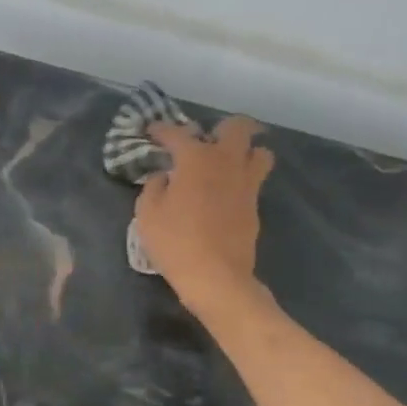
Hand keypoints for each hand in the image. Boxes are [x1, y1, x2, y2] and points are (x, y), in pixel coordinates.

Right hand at [135, 117, 273, 313]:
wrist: (216, 277)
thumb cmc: (175, 242)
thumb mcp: (147, 213)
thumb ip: (154, 187)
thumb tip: (164, 176)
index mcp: (196, 159)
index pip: (177, 133)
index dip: (161, 130)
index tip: (152, 131)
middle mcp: (226, 162)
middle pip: (238, 127)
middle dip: (223, 127)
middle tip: (206, 140)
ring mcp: (246, 184)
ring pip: (259, 152)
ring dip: (245, 151)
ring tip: (227, 162)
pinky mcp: (255, 205)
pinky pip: (255, 179)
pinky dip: (243, 177)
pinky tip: (225, 191)